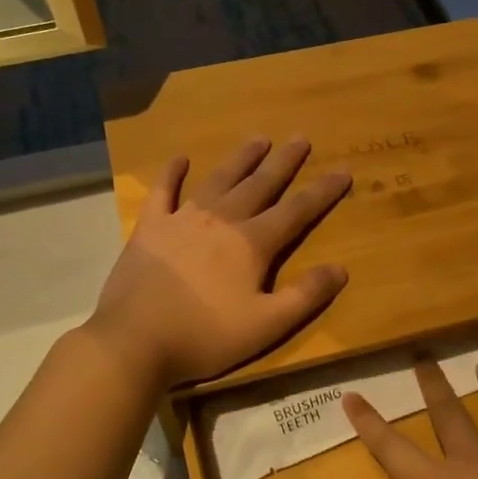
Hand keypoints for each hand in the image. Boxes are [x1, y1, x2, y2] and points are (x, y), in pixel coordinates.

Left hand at [89, 138, 350, 386]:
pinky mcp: (150, 227)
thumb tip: (341, 268)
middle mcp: (221, 221)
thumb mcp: (266, 326)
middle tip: (300, 138)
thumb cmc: (205, 336)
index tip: (343, 170)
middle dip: (283, 162)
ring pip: (219, 180)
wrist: (134, 341)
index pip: (296, 211)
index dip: (322, 191)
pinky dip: (172, 173)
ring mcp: (182, 219)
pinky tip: (180, 158)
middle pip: (259, 185)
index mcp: (251, 244)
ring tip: (258, 138)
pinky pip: (163, 191)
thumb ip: (305, 296)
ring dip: (240, 159)